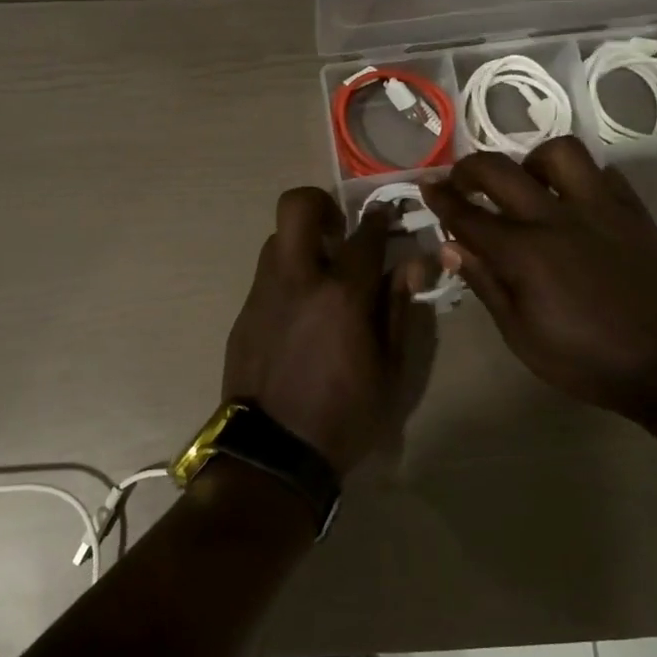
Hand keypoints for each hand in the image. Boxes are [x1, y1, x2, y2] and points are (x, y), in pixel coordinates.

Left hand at [222, 188, 427, 475]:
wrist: (272, 453)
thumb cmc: (344, 416)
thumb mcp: (390, 371)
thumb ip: (399, 310)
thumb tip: (412, 263)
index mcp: (341, 295)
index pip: (364, 236)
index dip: (380, 217)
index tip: (386, 211)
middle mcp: (297, 281)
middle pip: (296, 207)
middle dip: (320, 204)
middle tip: (339, 230)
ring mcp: (263, 295)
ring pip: (277, 240)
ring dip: (302, 243)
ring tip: (321, 275)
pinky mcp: (243, 315)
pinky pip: (266, 277)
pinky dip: (287, 277)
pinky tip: (300, 311)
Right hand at [422, 138, 656, 414]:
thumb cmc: (584, 359)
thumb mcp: (520, 334)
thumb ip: (485, 283)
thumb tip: (450, 247)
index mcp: (524, 252)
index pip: (468, 215)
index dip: (441, 199)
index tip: (425, 186)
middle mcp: (557, 217)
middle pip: (501, 170)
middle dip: (470, 168)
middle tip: (461, 180)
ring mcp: (601, 208)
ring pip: (560, 153)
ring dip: (532, 161)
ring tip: (527, 184)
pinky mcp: (634, 212)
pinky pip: (604, 173)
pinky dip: (580, 178)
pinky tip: (574, 199)